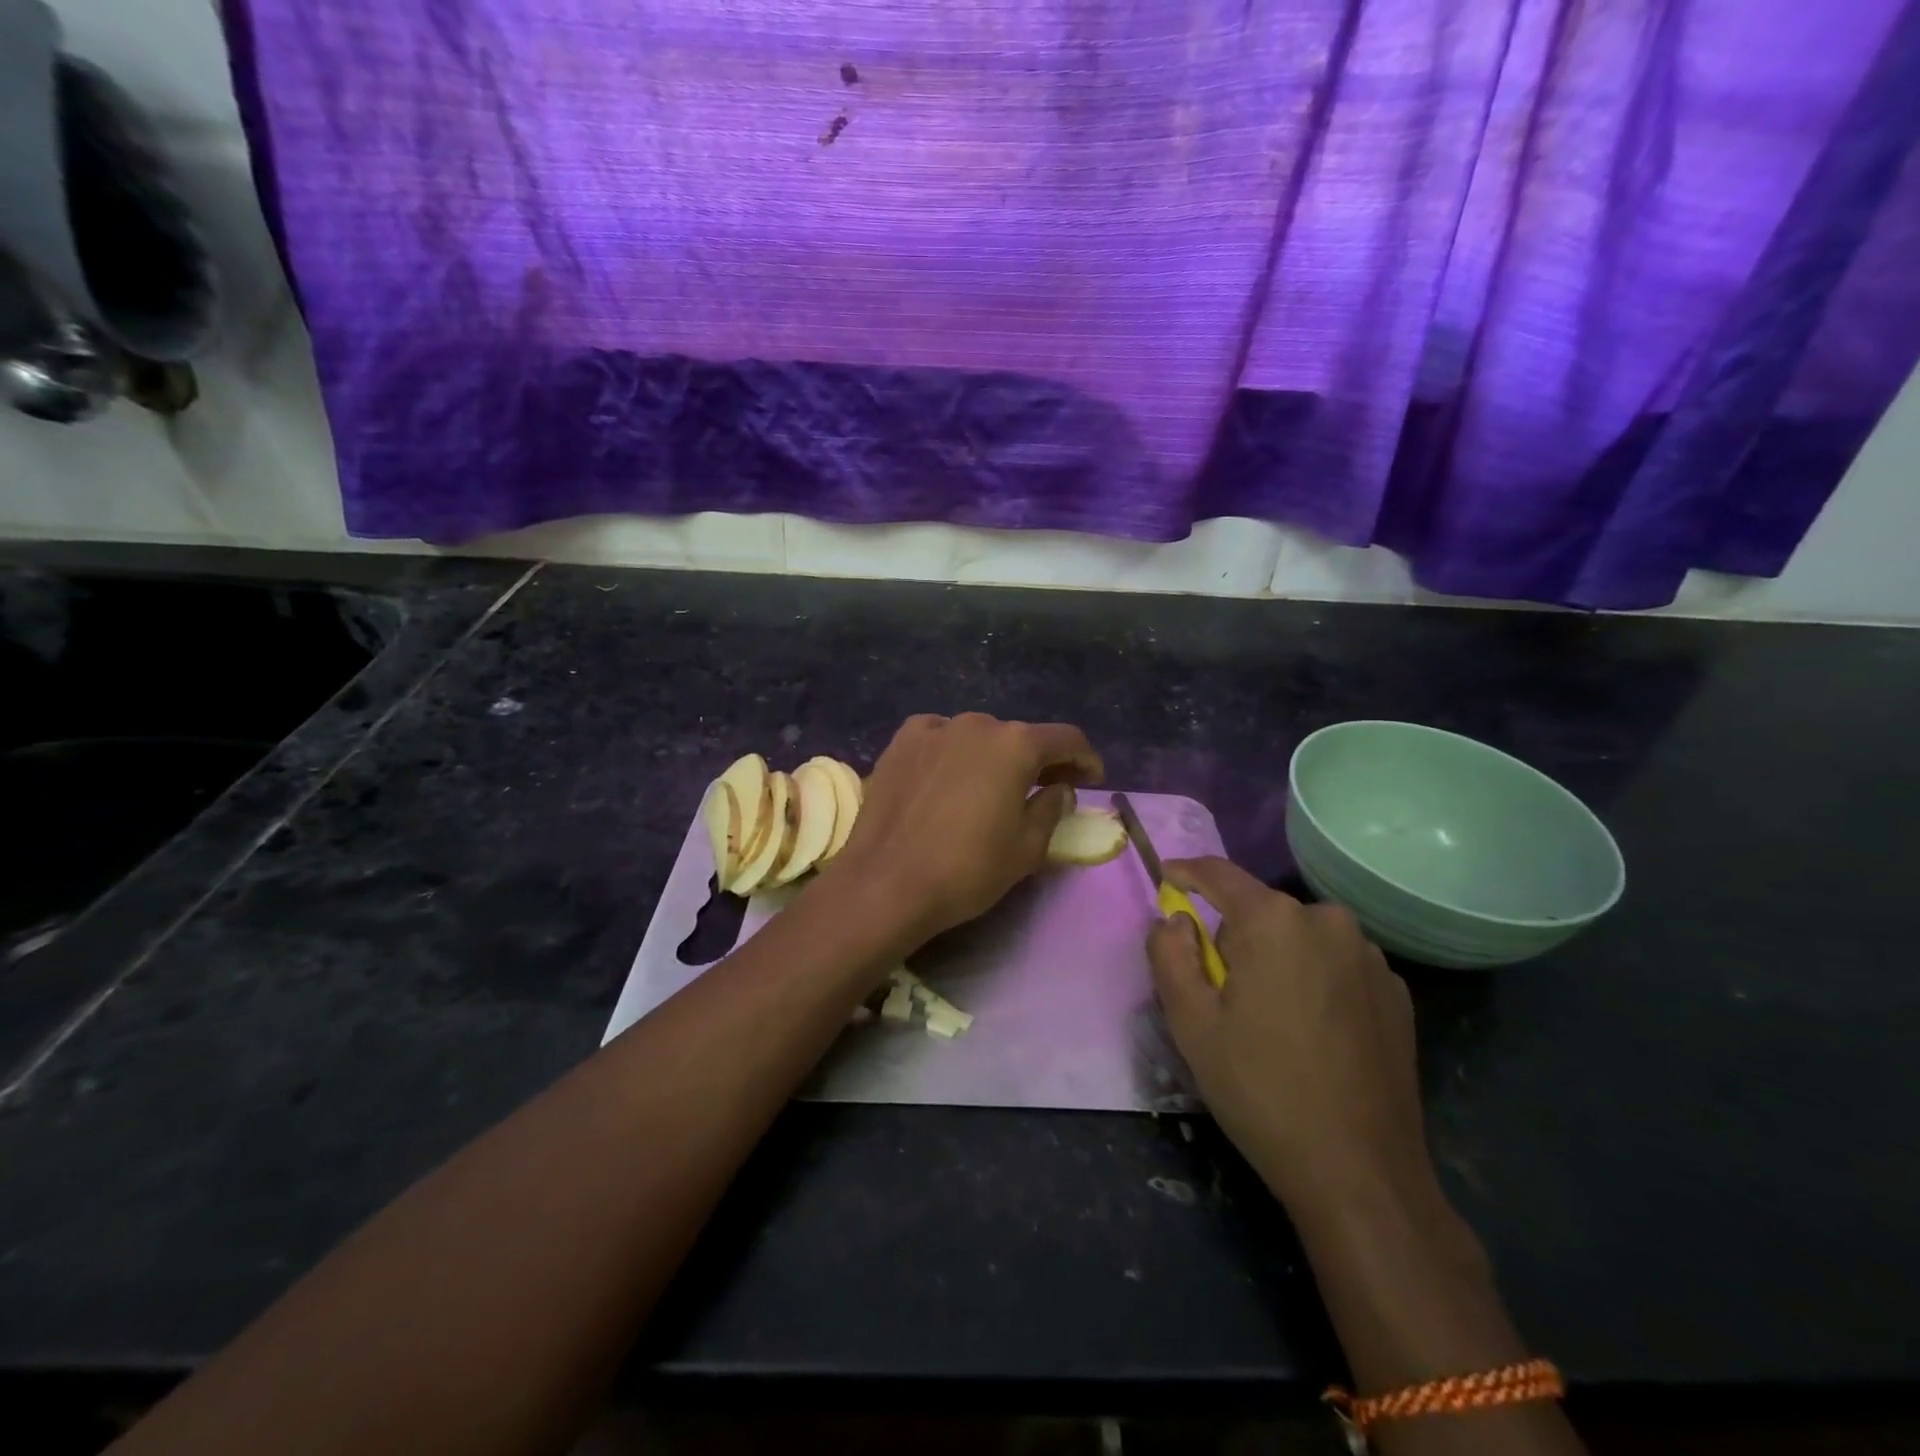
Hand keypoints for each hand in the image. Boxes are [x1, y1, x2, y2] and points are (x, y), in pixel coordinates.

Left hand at [825, 713, 1102, 947]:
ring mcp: (934, 729)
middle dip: (1036, 761)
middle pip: (1019, 738)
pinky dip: (952, 753)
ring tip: (988, 788)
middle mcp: (977, 724)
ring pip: (977, 737)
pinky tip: (947, 777)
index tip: (1091, 780)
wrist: (886, 883)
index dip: (1085, 759)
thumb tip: (1059, 788)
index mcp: (1016, 745)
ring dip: (992, 757)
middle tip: (1042, 790)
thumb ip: (1052, 808)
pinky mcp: (900, 742)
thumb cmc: (967, 870)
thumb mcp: (1028, 848)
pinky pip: (939, 739)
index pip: (1066, 739)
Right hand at [1146, 857, 1436, 1229]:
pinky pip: (1334, 966)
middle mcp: (1329, 922)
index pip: (1219, 875)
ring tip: (1270, 1023)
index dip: (1187, 872)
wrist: (1360, 1174)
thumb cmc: (1261, 1089)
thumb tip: (1174, 919)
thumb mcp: (1190, 1022)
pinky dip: (1312, 982)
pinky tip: (1312, 1036)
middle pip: (1260, 912)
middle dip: (1233, 939)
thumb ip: (1169, 954)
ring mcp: (1370, 958)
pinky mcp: (1396, 993)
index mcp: (1275, 921)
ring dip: (1275, 961)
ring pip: (1299, 939)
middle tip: (1221, 997)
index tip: (1166, 878)